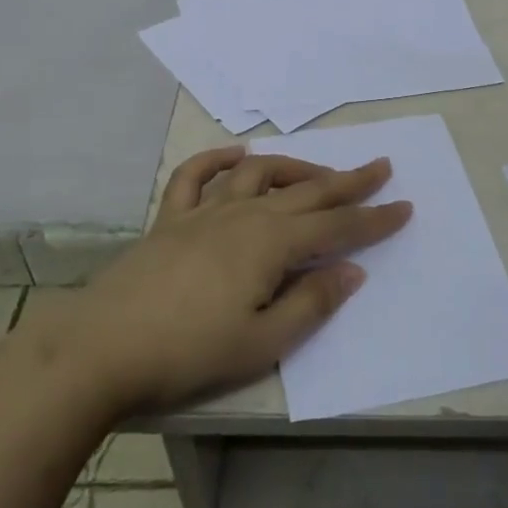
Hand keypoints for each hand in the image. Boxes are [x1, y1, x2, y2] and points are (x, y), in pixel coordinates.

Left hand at [62, 148, 410, 415]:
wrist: (103, 347)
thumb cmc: (189, 352)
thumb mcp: (261, 342)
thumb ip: (311, 303)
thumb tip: (352, 269)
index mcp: (271, 245)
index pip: (336, 227)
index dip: (373, 219)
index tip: (404, 207)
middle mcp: (243, 216)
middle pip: (306, 192)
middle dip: (347, 182)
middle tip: (380, 167)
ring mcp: (204, 213)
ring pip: (258, 175)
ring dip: (293, 167)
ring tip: (318, 171)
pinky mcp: (170, 219)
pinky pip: (196, 177)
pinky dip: (217, 159)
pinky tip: (236, 155)